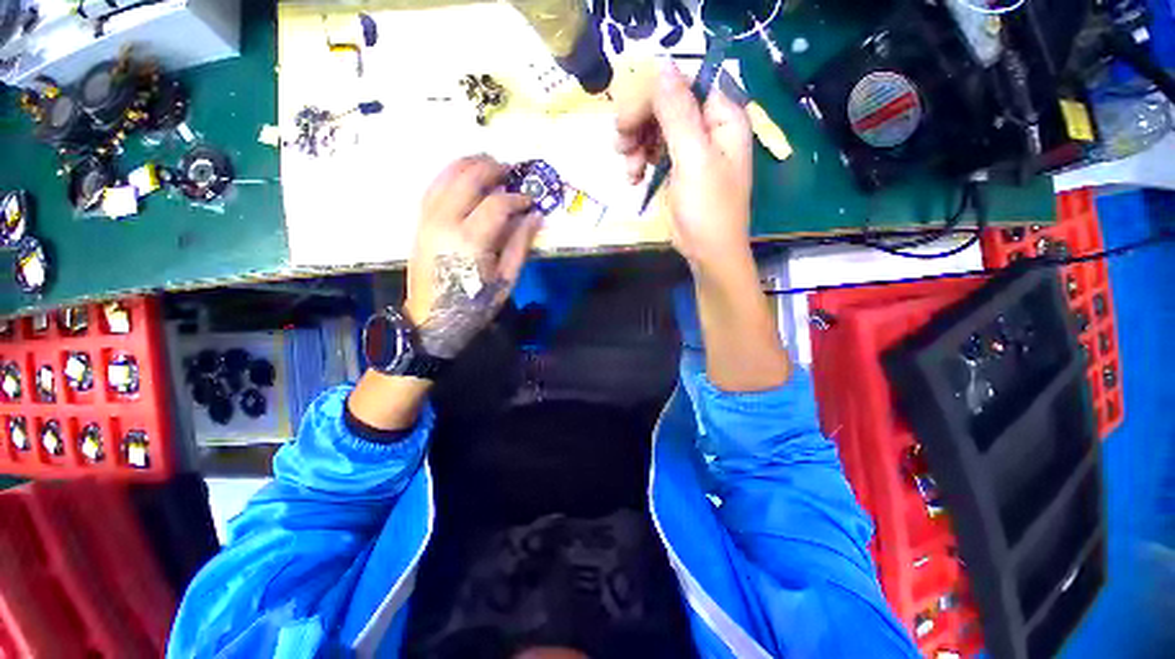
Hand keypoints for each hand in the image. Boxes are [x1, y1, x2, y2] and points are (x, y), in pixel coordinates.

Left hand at [405, 155, 541, 358]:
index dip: (517, 198)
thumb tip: (535, 216)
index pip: (497, 204)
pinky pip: (433, 187)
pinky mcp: (420, 222)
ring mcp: (428, 219)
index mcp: (471, 241)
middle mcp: (446, 222)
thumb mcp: (506, 280)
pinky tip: (462, 172)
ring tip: (488, 161)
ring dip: (469, 164)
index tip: (530, 201)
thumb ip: (520, 245)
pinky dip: (449, 174)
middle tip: (511, 170)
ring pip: (447, 177)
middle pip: (468, 179)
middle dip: (492, 169)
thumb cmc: (474, 304)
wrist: (432, 319)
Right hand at [616, 62, 753, 269]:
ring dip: (635, 145)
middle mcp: (707, 125)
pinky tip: (633, 178)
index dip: (652, 96)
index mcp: (722, 115)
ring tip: (630, 171)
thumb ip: (678, 112)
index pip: (683, 83)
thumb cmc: (707, 209)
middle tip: (620, 145)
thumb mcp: (693, 159)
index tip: (627, 120)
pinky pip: (653, 150)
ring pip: (654, 127)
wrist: (707, 252)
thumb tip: (662, 63)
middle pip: (665, 103)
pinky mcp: (678, 167)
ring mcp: (691, 147)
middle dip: (639, 123)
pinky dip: (639, 161)